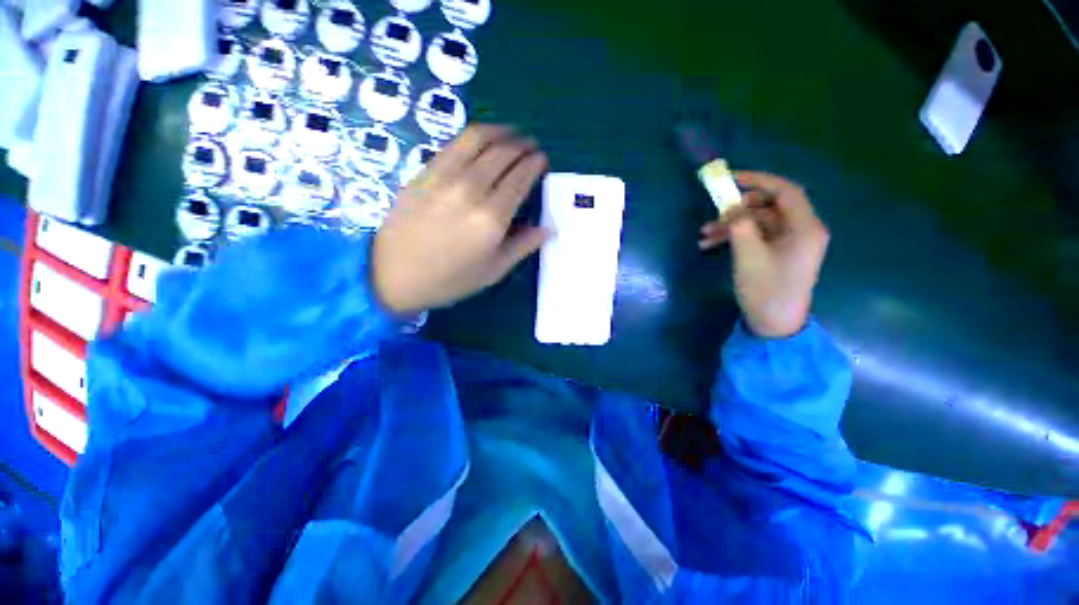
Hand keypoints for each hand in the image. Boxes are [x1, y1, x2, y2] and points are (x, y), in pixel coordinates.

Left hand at [372, 125, 548, 314]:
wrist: (393, 274)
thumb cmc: (449, 279)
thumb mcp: (493, 271)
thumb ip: (522, 246)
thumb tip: (548, 228)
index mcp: (491, 219)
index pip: (520, 179)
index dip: (534, 164)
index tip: (543, 159)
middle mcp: (471, 190)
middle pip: (503, 154)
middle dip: (522, 145)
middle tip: (531, 146)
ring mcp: (445, 177)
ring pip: (479, 139)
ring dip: (501, 132)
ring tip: (512, 133)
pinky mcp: (425, 172)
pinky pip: (454, 144)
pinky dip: (474, 135)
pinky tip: (482, 138)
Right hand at [698, 171, 828, 337]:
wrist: (774, 324)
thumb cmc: (766, 289)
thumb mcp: (749, 255)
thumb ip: (740, 225)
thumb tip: (731, 205)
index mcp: (805, 227)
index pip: (785, 190)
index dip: (758, 180)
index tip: (730, 179)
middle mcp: (802, 230)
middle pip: (770, 206)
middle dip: (740, 207)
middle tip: (716, 210)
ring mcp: (790, 243)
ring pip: (759, 222)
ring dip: (732, 225)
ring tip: (704, 234)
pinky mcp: (779, 253)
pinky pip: (757, 236)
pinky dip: (736, 237)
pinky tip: (710, 245)